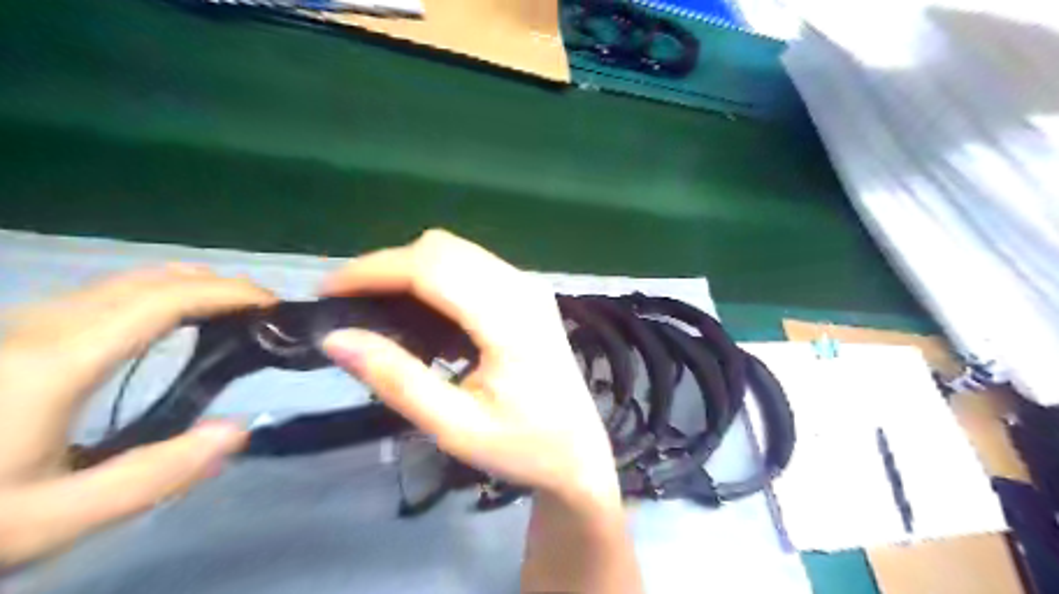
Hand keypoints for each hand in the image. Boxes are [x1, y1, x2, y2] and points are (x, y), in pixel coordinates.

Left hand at [1, 265, 275, 565]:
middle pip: (148, 279)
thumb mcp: (51, 519)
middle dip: (215, 285)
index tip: (272, 305)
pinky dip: (158, 296)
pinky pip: (105, 296)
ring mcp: (25, 326)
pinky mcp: (16, 336)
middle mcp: (44, 326)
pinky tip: (171, 322)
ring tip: (230, 313)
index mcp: (59, 360)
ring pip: (124, 282)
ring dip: (189, 288)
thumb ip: (154, 476)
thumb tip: (237, 431)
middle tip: (261, 313)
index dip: (227, 293)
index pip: (164, 299)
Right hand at [323, 231, 621, 507]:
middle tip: (350, 304)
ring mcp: (529, 286)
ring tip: (376, 307)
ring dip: (410, 269)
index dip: (373, 270)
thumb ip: (397, 380)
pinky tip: (420, 311)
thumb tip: (337, 338)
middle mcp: (522, 288)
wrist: (579, 451)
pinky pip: (472, 264)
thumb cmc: (523, 447)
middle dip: (387, 267)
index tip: (327, 291)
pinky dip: (435, 276)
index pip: (431, 268)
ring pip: (456, 251)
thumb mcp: (455, 427)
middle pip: (442, 249)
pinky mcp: (528, 293)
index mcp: (509, 320)